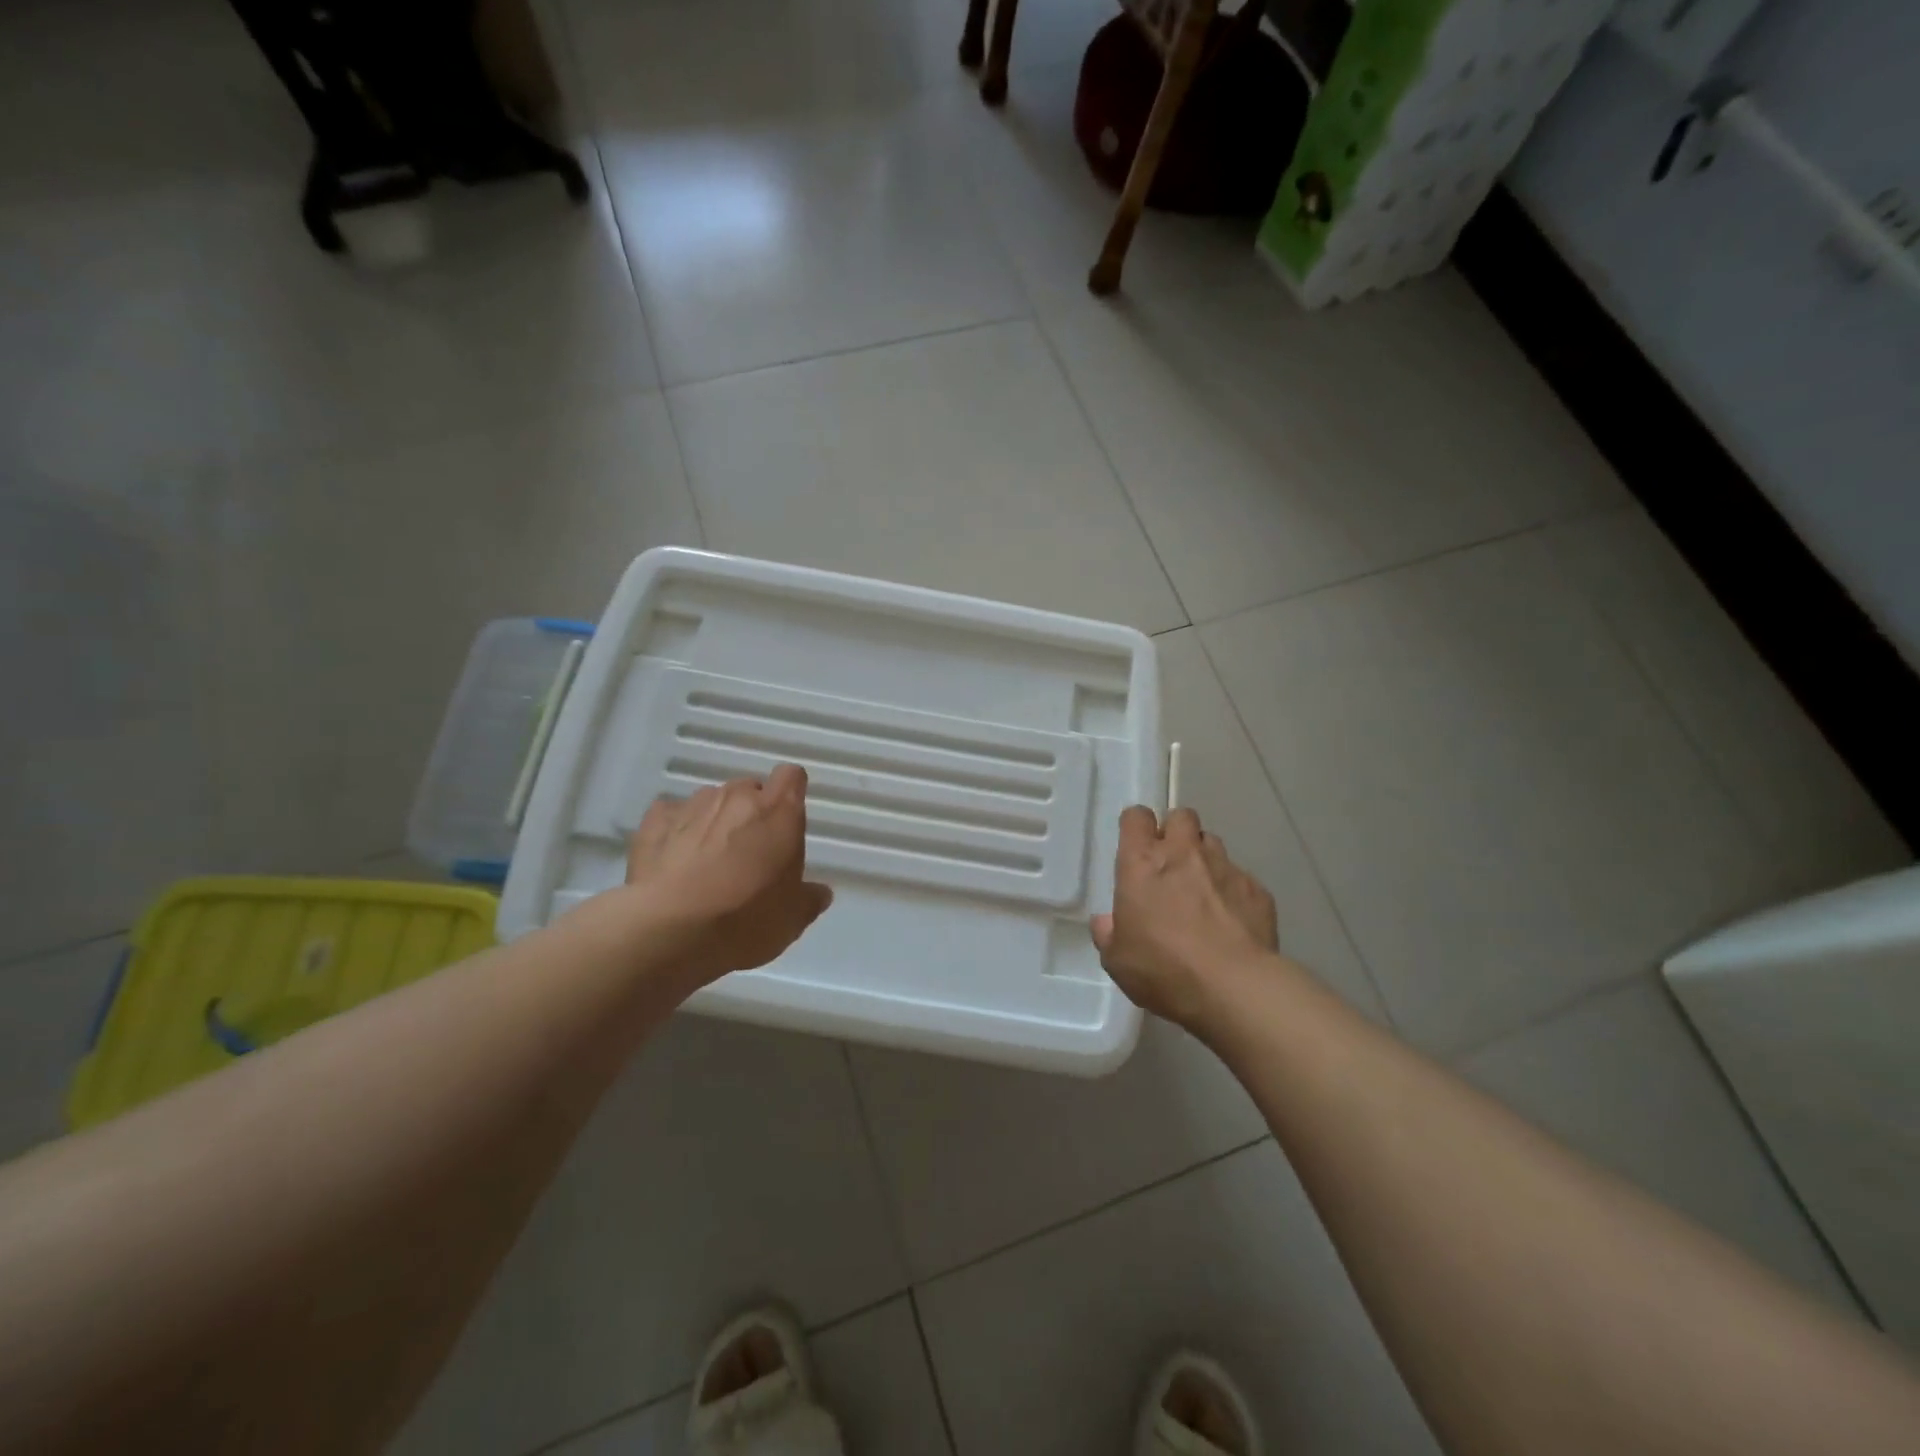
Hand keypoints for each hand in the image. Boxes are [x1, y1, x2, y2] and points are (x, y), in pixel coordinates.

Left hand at [623, 764, 833, 985]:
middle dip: (751, 813)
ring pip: (711, 801)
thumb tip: (819, 893)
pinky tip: (673, 860)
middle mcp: (737, 797)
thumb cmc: (745, 919)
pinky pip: (671, 816)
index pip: (792, 776)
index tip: (786, 819)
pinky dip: (676, 831)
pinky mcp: (654, 821)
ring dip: (714, 822)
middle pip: (749, 789)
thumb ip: (809, 899)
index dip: (790, 793)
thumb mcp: (792, 919)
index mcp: (779, 812)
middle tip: (748, 853)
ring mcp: (693, 806)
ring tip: (707, 861)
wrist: (669, 930)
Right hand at [1092, 806, 1278, 1028]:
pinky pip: (1241, 878)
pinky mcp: (1257, 889)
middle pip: (1181, 816)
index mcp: (1142, 863)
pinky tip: (1232, 922)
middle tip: (1170, 864)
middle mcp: (1184, 853)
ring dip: (1204, 858)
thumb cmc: (1163, 969)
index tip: (1136, 846)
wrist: (1234, 987)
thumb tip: (1107, 922)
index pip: (1136, 817)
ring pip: (1212, 843)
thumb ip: (1109, 934)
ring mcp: (1224, 868)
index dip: (1136, 827)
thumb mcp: (1118, 960)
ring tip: (1203, 892)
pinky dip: (1232, 891)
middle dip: (1175, 831)